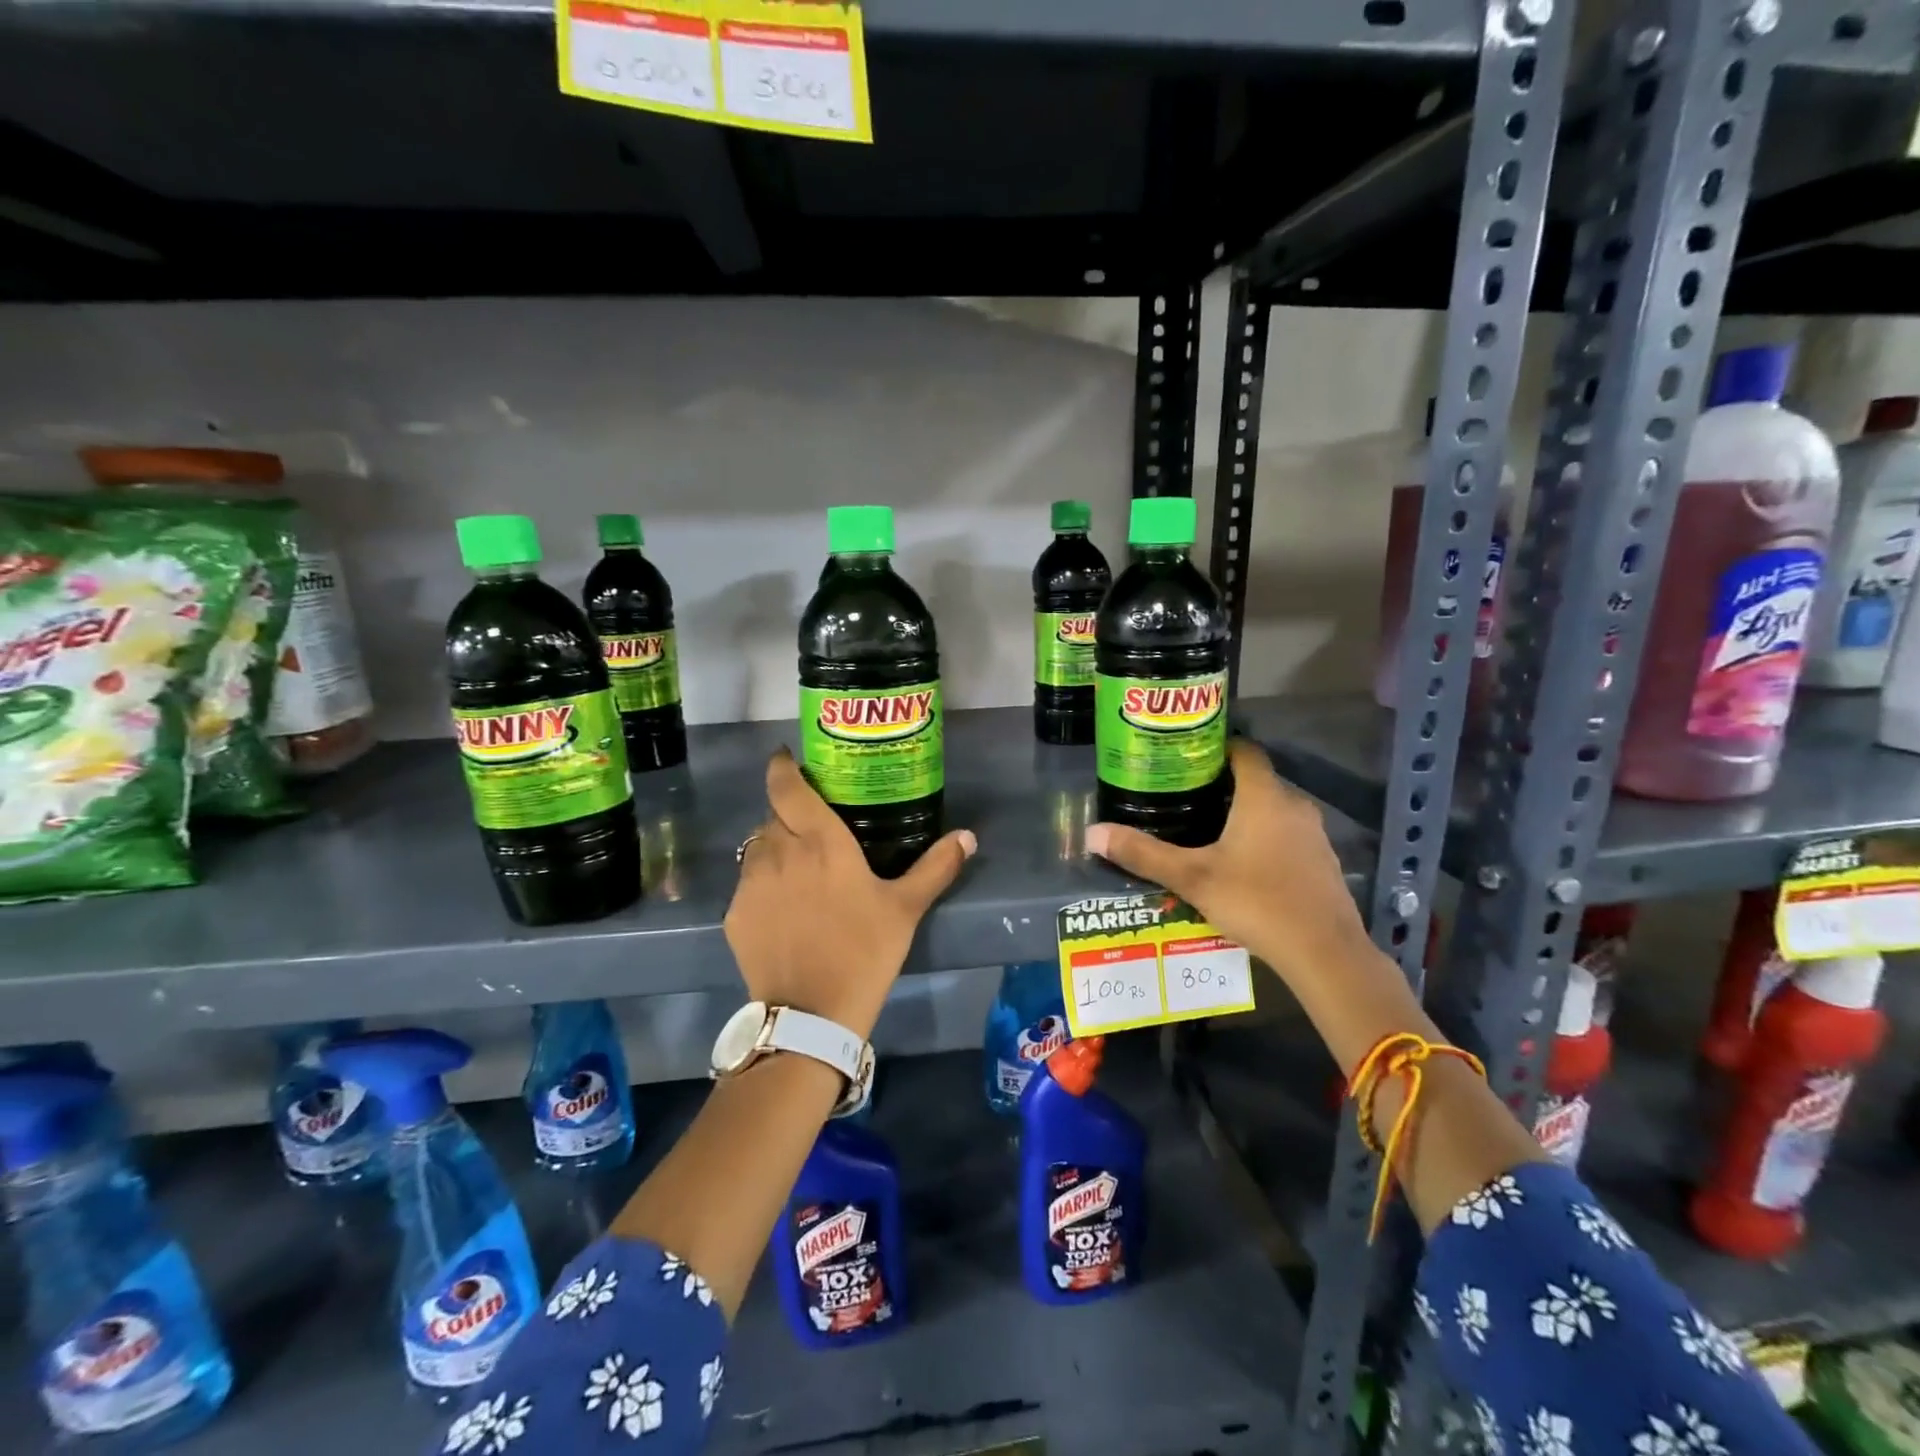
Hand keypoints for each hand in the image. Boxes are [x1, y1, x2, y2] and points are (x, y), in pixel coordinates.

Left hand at [723, 748, 976, 1038]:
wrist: (811, 1015)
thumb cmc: (864, 951)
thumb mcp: (906, 908)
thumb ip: (936, 867)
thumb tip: (968, 836)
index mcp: (820, 841)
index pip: (787, 786)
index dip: (783, 766)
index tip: (788, 758)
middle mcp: (779, 851)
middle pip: (774, 815)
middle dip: (790, 814)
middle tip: (813, 830)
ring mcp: (751, 883)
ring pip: (757, 847)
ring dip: (774, 848)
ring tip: (797, 870)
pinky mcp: (735, 914)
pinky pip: (747, 884)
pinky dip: (763, 885)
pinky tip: (783, 910)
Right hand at [1083, 740, 1369, 988]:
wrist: (1324, 953)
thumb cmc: (1256, 902)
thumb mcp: (1192, 878)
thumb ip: (1143, 854)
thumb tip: (1092, 833)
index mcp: (1263, 798)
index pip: (1244, 751)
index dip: (1217, 747)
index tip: (1186, 755)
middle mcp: (1293, 806)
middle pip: (1257, 780)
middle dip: (1223, 784)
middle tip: (1184, 795)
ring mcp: (1314, 835)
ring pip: (1274, 809)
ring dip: (1245, 812)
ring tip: (1207, 828)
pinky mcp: (1323, 862)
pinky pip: (1288, 835)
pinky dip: (1265, 838)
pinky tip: (1243, 863)